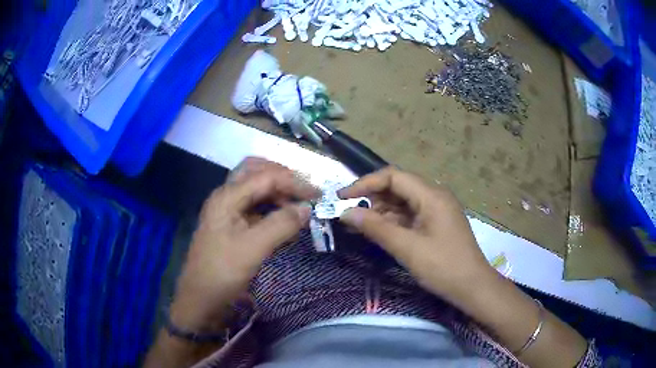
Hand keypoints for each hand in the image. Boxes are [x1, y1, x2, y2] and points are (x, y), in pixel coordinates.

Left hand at [170, 157, 319, 330]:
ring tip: (298, 207)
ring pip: (255, 189)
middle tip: (305, 192)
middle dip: (283, 177)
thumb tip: (307, 209)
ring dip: (278, 192)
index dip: (294, 182)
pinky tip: (284, 220)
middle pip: (256, 172)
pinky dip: (271, 208)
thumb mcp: (253, 249)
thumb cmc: (222, 273)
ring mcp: (227, 210)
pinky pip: (254, 207)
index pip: (266, 177)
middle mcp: (226, 196)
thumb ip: (281, 225)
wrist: (200, 299)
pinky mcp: (231, 225)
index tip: (318, 196)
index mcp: (227, 196)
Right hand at [338, 167, 493, 301]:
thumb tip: (345, 213)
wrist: (473, 288)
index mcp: (431, 195)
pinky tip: (377, 233)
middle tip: (349, 216)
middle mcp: (434, 197)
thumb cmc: (444, 267)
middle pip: (397, 188)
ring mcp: (436, 211)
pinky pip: (409, 216)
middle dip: (371, 199)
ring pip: (402, 203)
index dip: (365, 183)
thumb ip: (376, 228)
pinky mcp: (435, 224)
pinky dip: (392, 223)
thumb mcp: (407, 248)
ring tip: (358, 227)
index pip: (393, 176)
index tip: (343, 197)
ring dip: (380, 212)